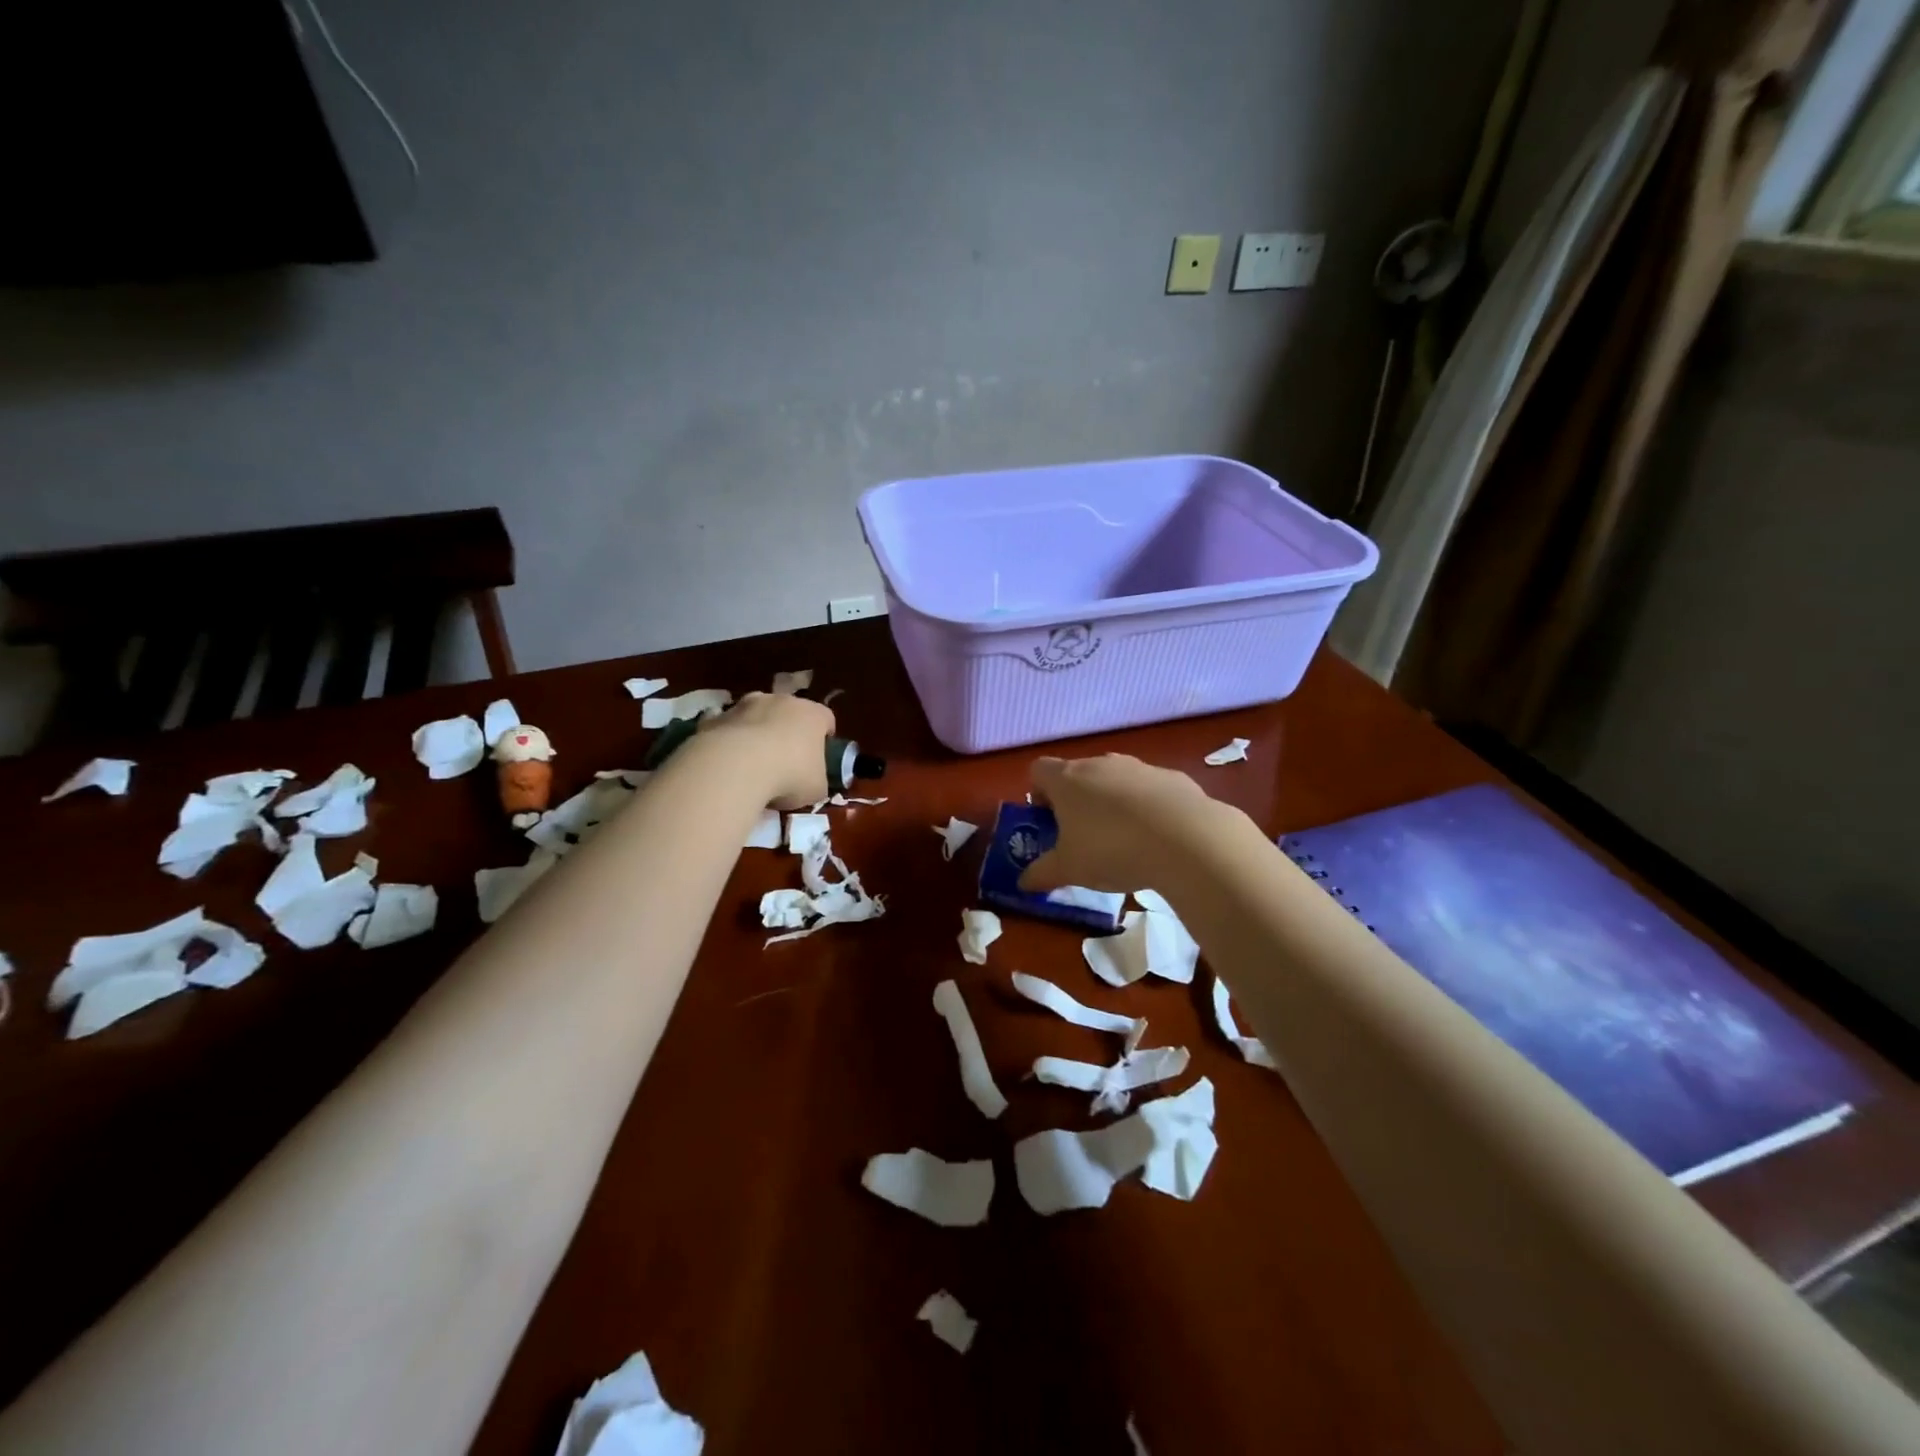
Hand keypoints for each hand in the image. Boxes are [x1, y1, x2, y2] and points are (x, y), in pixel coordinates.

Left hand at [698, 691, 836, 808]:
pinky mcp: (716, 717)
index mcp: (812, 714)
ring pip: (756, 715)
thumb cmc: (790, 775)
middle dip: (788, 731)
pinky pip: (728, 728)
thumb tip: (811, 781)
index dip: (824, 737)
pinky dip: (729, 741)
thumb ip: (818, 779)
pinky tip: (727, 764)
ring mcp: (745, 705)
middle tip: (786, 759)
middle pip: (789, 712)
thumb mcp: (817, 787)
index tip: (820, 755)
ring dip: (757, 732)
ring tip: (753, 763)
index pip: (826, 719)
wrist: (736, 767)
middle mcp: (781, 701)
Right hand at [1017, 753, 1222, 895]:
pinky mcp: (1173, 777)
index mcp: (1067, 779)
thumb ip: (1042, 873)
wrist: (1186, 839)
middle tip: (1081, 836)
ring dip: (1112, 802)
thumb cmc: (1111, 850)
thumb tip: (1023, 881)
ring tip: (1122, 839)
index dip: (1038, 793)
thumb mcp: (1069, 869)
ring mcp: (1139, 767)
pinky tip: (1158, 837)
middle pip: (1078, 774)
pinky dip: (1147, 807)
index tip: (1046, 821)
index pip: (1039, 770)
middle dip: (1075, 801)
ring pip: (1115, 780)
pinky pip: (1150, 790)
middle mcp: (1100, 764)